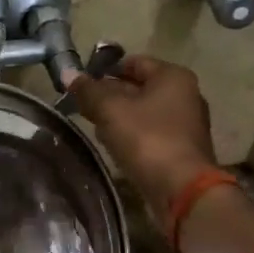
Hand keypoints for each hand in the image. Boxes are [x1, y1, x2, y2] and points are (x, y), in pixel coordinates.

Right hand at [63, 55, 217, 219]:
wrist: (182, 190)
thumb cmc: (147, 139)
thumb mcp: (110, 110)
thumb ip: (88, 90)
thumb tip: (68, 73)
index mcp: (172, 76)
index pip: (133, 62)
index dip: (105, 69)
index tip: (82, 82)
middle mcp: (185, 95)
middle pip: (139, 87)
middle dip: (110, 95)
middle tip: (82, 106)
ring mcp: (186, 124)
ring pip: (143, 112)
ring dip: (119, 117)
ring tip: (93, 127)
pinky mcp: (182, 150)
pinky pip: (151, 133)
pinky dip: (132, 135)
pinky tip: (113, 146)